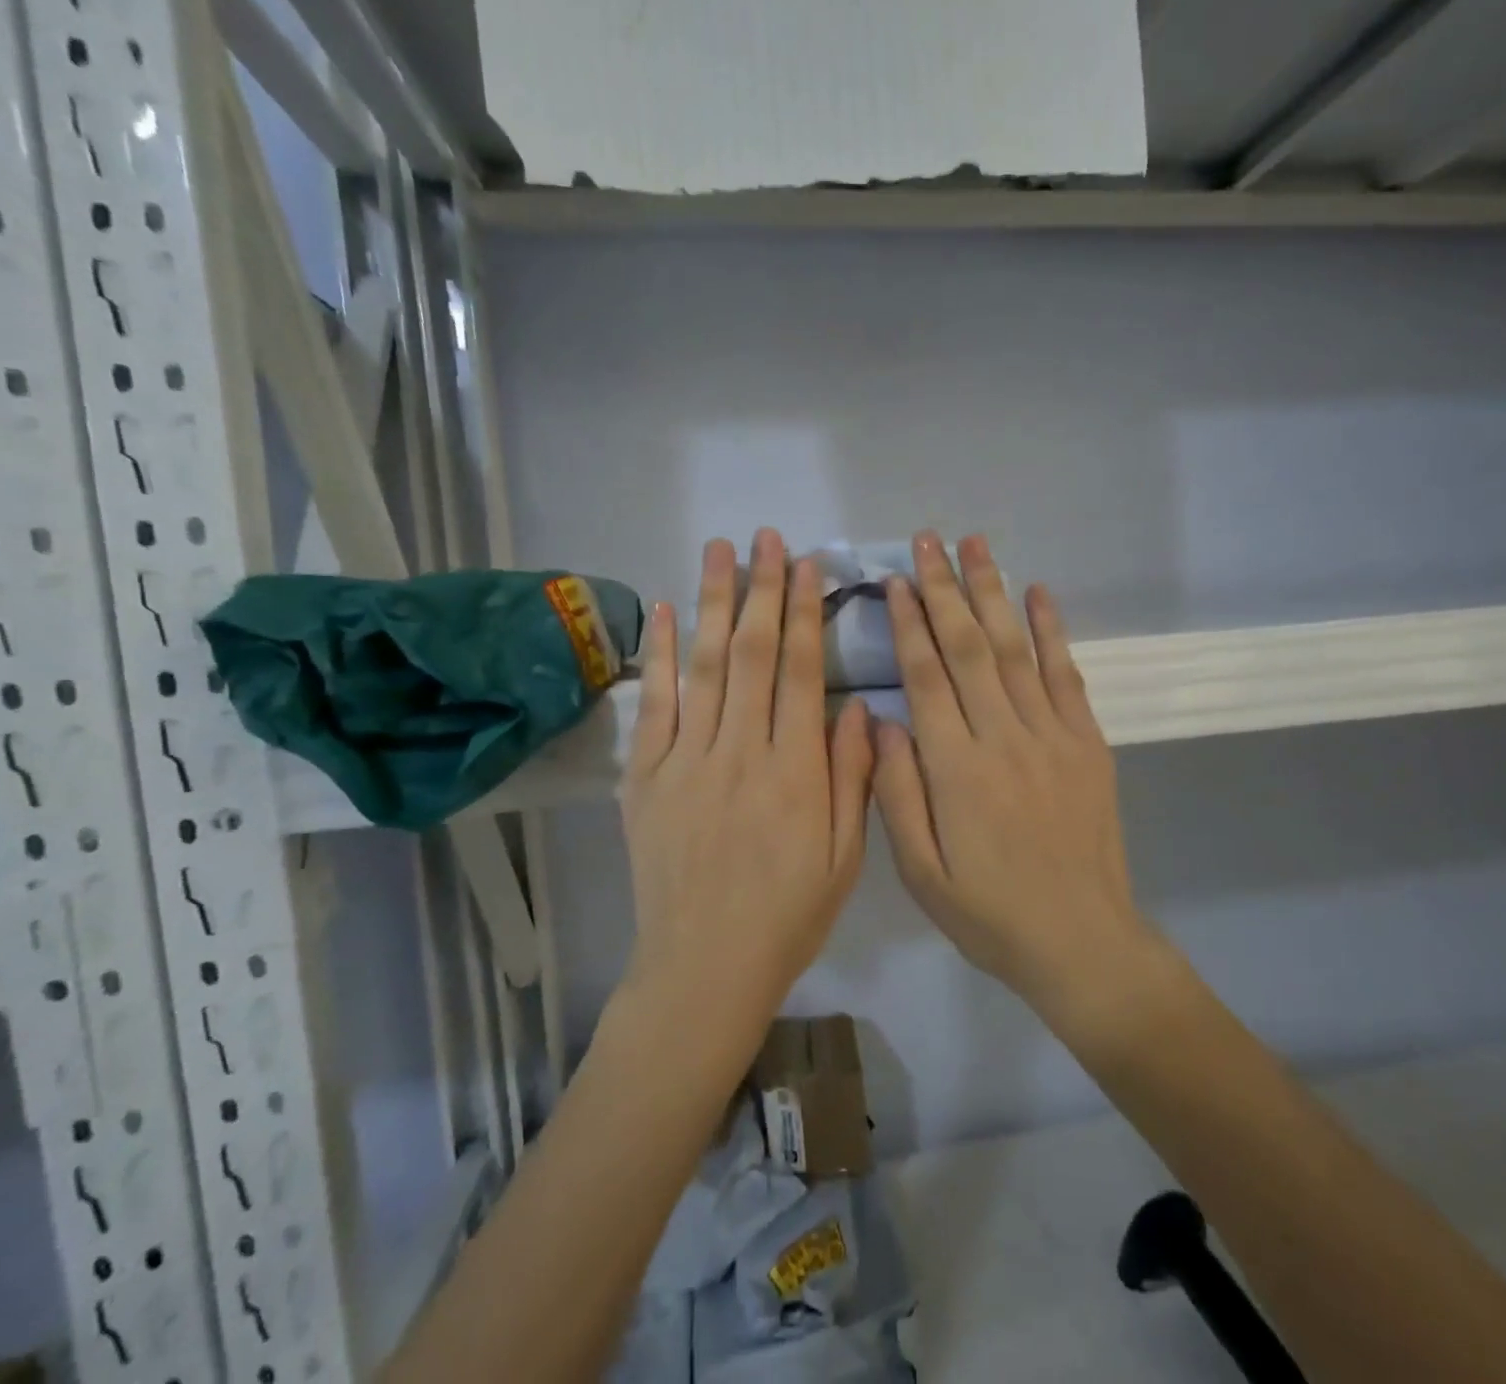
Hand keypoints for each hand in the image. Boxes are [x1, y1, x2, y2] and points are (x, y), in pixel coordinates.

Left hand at [621, 529, 873, 1020]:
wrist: (704, 966)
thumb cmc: (787, 915)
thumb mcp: (844, 856)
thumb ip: (853, 776)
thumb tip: (859, 705)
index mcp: (795, 771)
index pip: (799, 672)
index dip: (803, 614)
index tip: (807, 566)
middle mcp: (740, 752)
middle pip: (751, 654)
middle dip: (761, 589)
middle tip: (766, 538)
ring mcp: (687, 761)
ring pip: (703, 666)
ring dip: (711, 602)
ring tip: (719, 550)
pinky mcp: (647, 778)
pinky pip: (655, 706)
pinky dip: (658, 656)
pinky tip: (663, 611)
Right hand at [873, 532, 1148, 1013]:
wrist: (1081, 941)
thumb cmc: (989, 913)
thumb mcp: (921, 871)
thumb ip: (895, 793)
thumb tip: (882, 722)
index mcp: (955, 768)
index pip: (926, 677)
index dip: (909, 623)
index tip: (895, 580)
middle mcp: (1002, 737)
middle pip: (968, 647)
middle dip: (944, 588)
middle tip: (928, 540)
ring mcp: (1052, 735)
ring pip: (1014, 649)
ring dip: (993, 592)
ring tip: (976, 545)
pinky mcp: (1088, 743)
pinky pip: (1066, 675)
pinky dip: (1052, 631)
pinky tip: (1039, 594)